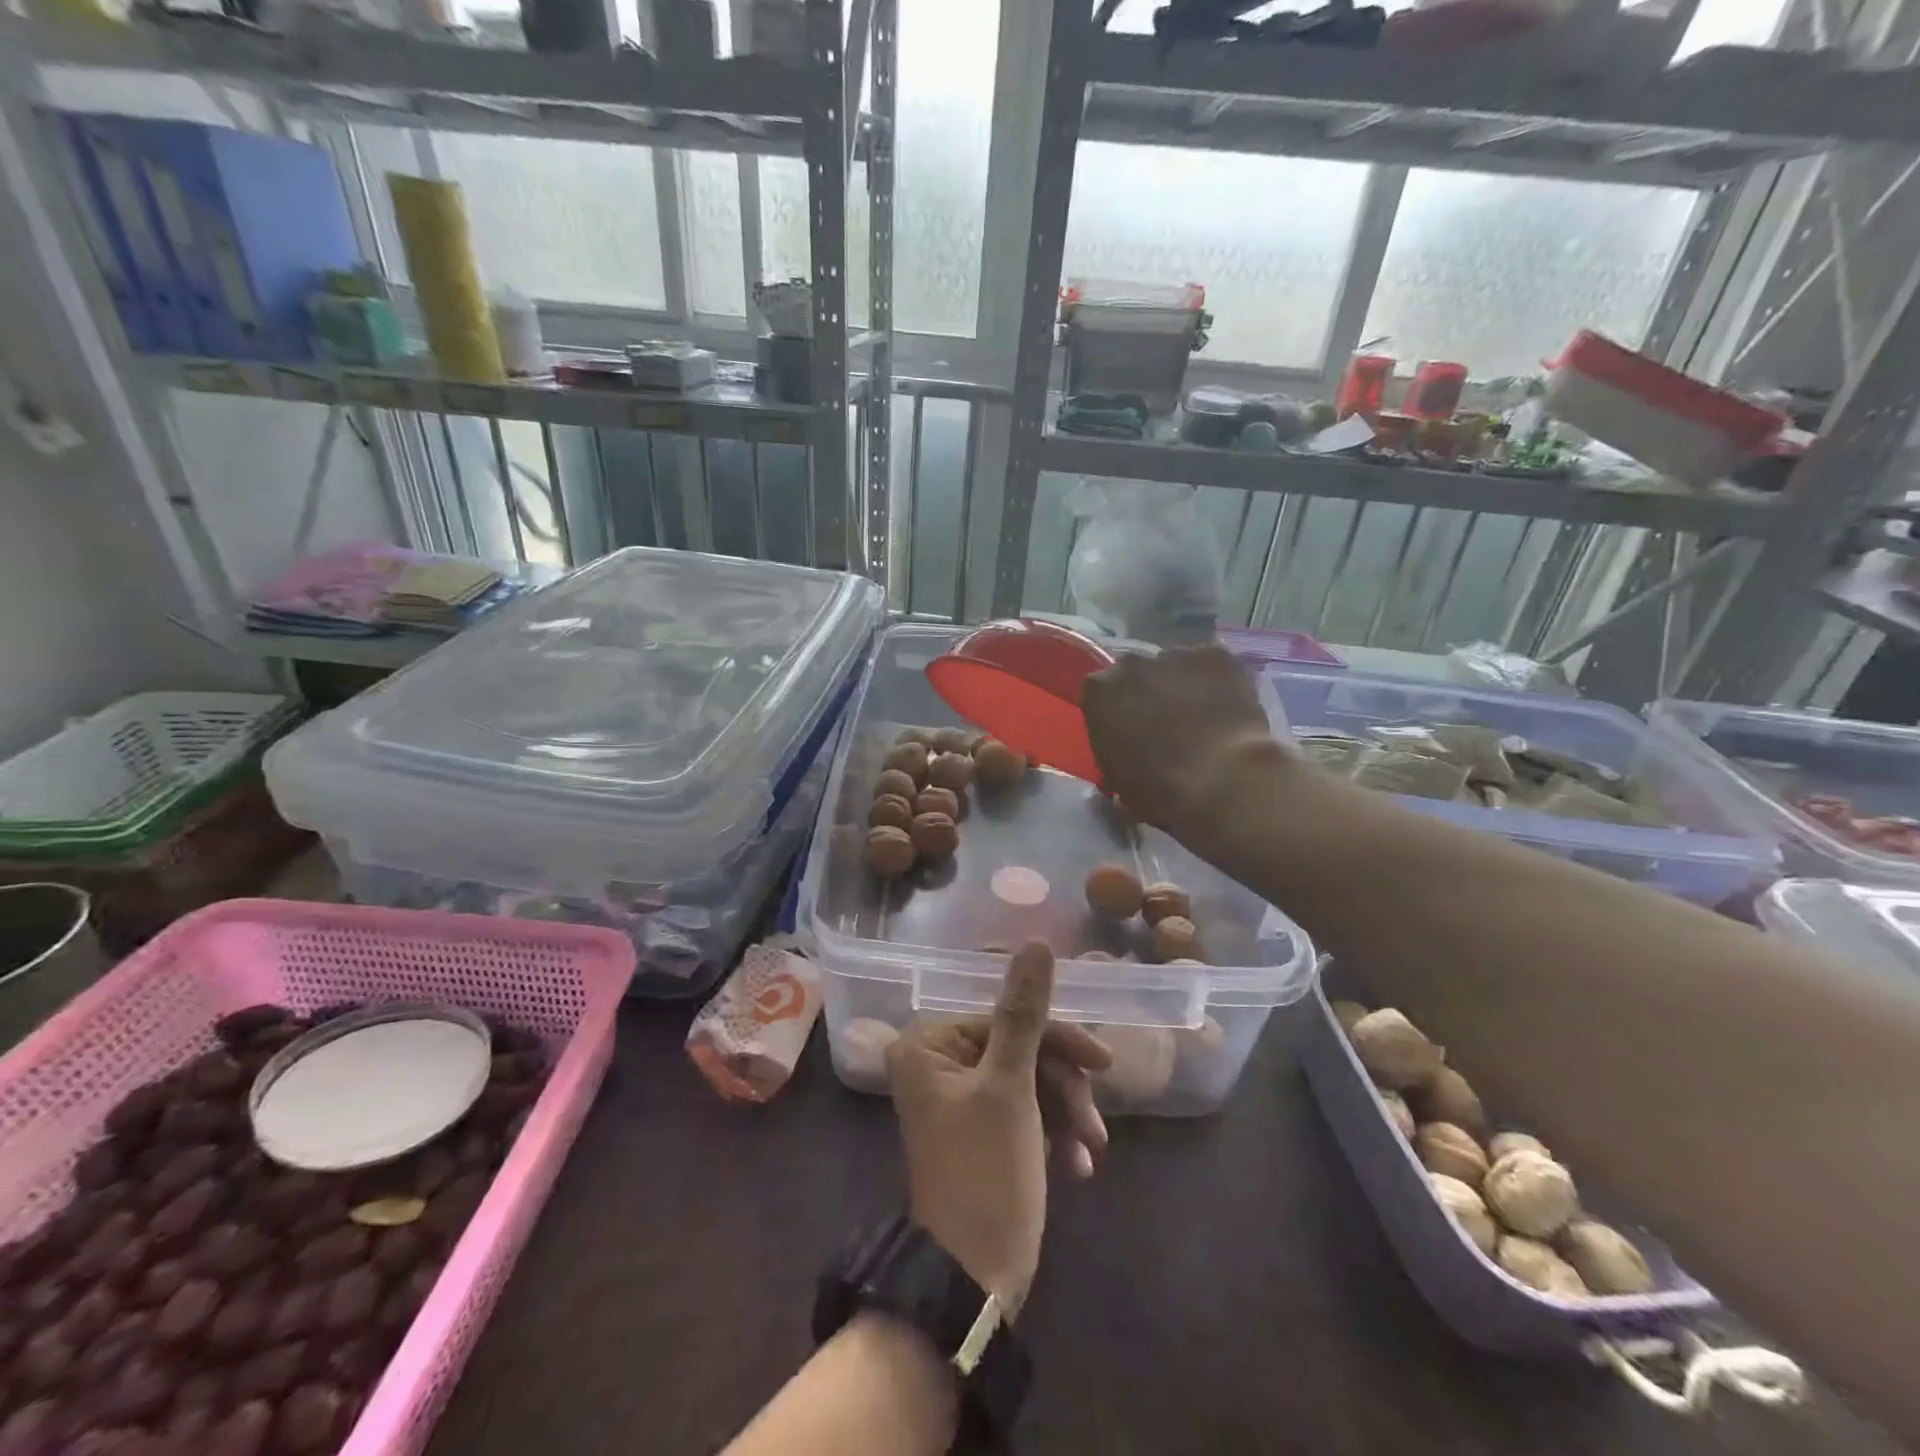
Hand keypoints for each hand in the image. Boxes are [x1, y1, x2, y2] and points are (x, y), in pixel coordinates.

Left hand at [885, 942, 1110, 1319]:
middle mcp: (937, 1064)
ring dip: (1064, 1113)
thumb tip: (1037, 941)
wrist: (972, 1281)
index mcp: (928, 1044)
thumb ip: (1025, 1011)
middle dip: (1063, 1086)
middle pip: (1019, 1049)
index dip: (1057, 1040)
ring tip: (1088, 1152)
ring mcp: (958, 1099)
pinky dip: (1052, 1133)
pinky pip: (1023, 1112)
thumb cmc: (985, 1173)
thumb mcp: (1010, 1086)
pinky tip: (1075, 1166)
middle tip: (1096, 1124)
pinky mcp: (979, 1132)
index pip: (1005, 1017)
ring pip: (1028, 1081)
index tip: (1102, 1064)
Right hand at [1081, 644, 1276, 835]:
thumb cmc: (1159, 790)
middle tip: (1165, 726)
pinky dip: (1216, 684)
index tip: (1128, 734)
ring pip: (1174, 668)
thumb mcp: (1117, 779)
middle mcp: (1130, 664)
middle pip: (1135, 675)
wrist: (1221, 780)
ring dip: (1181, 687)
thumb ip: (1115, 752)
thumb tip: (1128, 754)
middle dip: (1146, 694)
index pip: (1100, 695)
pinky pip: (1211, 667)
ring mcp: (1175, 655)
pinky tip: (1227, 710)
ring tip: (1202, 719)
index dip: (1115, 714)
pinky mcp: (1216, 655)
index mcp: (1098, 692)